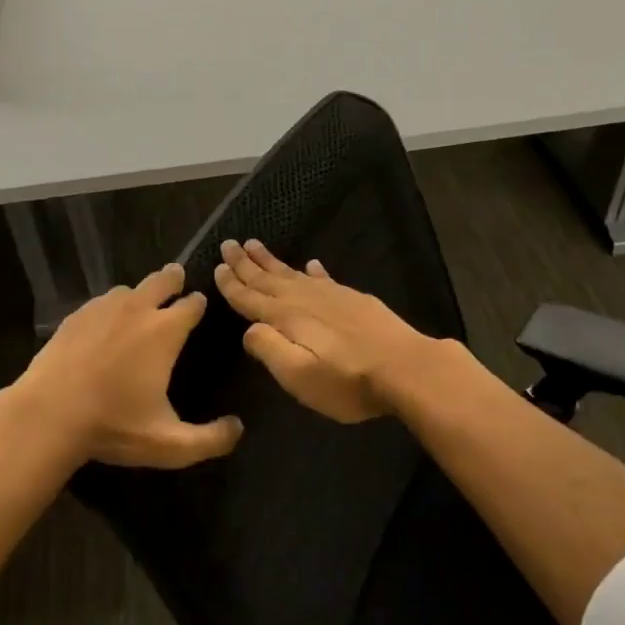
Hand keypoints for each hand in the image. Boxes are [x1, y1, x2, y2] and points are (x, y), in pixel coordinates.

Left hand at [11, 262, 242, 469]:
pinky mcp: (74, 317)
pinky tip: (105, 323)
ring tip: (140, 305)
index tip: (200, 305)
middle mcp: (137, 310)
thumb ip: (211, 440)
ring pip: (128, 290)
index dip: (199, 303)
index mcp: (164, 331)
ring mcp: (102, 309)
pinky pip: (100, 303)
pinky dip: (110, 308)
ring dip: (140, 294)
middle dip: (173, 280)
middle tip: (177, 281)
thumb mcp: (170, 445)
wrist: (47, 415)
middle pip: (162, 280)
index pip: (192, 304)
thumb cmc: (113, 426)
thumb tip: (237, 428)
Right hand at [212, 239, 439, 423]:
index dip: (232, 284)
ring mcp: (332, 296)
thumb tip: (249, 330)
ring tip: (255, 245)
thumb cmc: (347, 381)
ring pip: (293, 273)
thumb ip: (269, 349)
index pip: (251, 298)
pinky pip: (325, 278)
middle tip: (229, 243)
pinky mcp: (354, 300)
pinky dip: (314, 271)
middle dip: (246, 263)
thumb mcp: (298, 375)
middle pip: (268, 278)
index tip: (218, 266)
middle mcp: (304, 300)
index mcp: (286, 318)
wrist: (406, 368)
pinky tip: (312, 265)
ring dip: (272, 261)